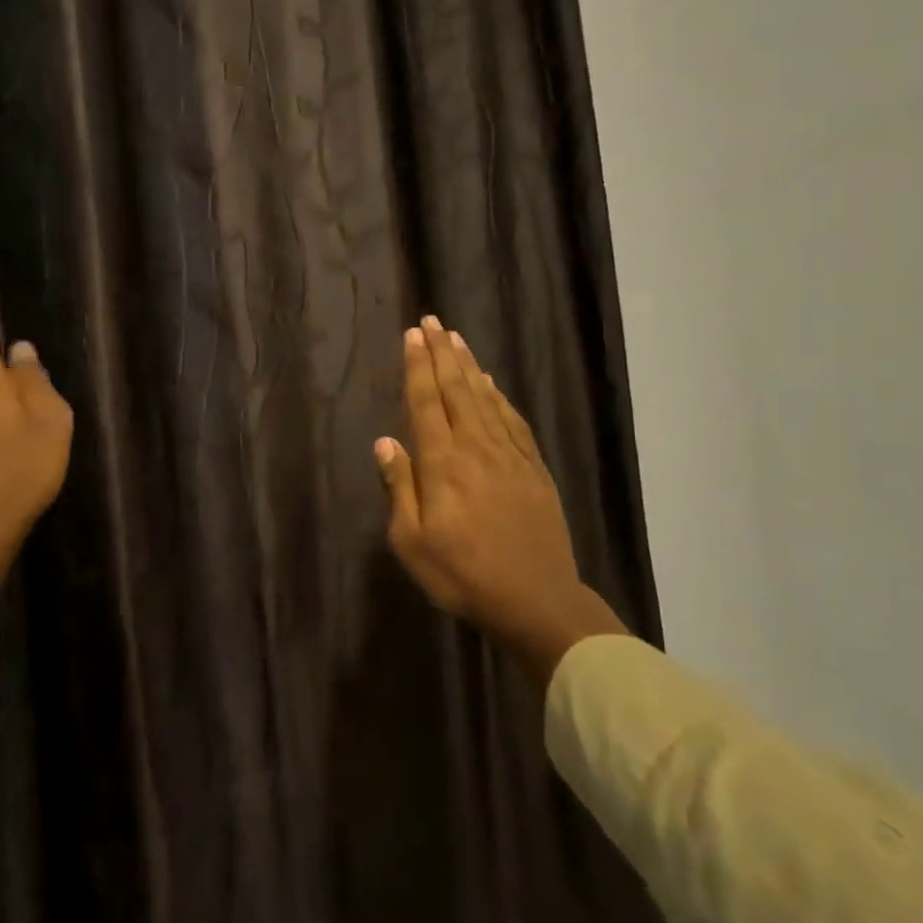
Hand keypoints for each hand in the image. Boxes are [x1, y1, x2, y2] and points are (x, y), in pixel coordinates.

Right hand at [376, 316, 627, 686]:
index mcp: (443, 464)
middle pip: (456, 389)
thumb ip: (399, 487)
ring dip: (469, 365)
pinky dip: (500, 396)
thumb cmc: (462, 576)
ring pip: (485, 398)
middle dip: (442, 353)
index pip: (426, 402)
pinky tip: (492, 383)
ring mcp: (510, 455)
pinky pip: (513, 420)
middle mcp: (476, 448)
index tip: (413, 335)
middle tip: (432, 321)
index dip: (418, 366)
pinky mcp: (534, 468)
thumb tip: (385, 441)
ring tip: (456, 338)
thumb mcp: (411, 542)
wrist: (536, 601)